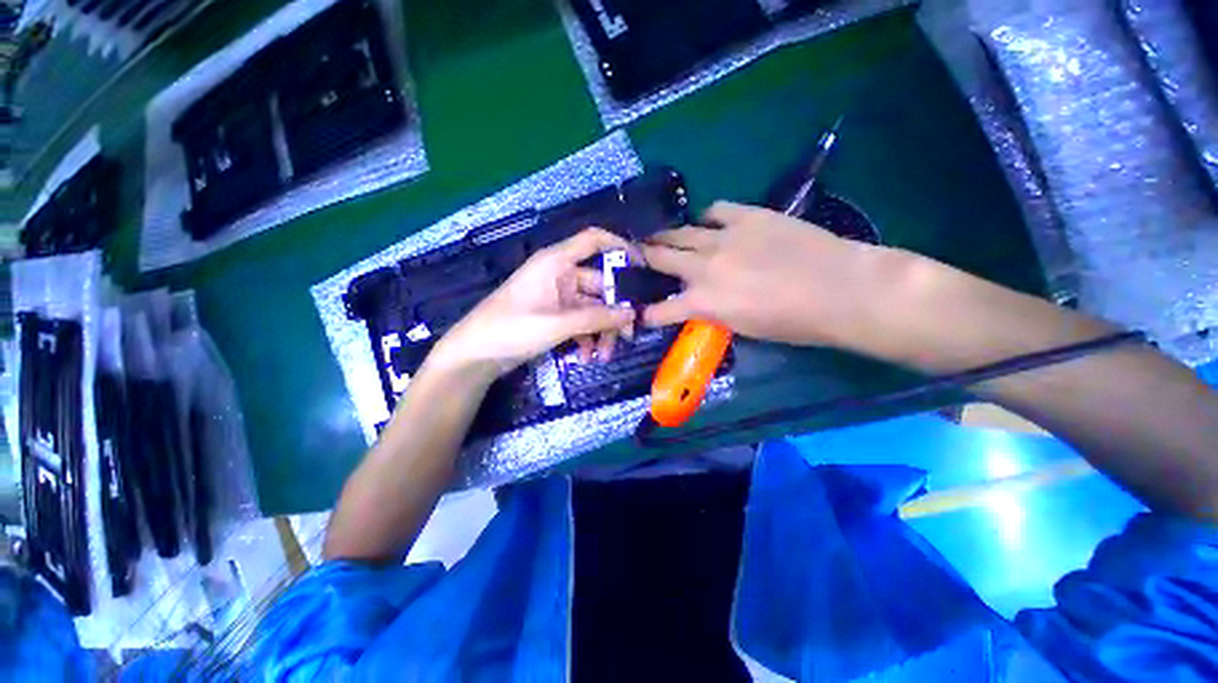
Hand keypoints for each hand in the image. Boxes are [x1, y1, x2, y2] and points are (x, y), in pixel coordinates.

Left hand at [427, 228, 637, 377]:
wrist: (475, 355)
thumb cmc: (511, 329)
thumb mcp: (558, 324)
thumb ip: (597, 318)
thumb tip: (632, 314)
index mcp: (556, 262)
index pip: (593, 240)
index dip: (620, 247)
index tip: (642, 266)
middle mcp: (559, 275)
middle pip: (599, 285)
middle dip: (613, 312)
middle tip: (627, 336)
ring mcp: (557, 297)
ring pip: (591, 308)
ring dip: (600, 331)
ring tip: (603, 355)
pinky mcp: (554, 316)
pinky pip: (579, 322)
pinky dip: (585, 337)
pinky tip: (585, 357)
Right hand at [640, 201, 903, 349]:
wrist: (840, 290)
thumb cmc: (793, 323)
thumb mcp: (743, 329)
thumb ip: (713, 313)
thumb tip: (700, 303)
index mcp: (703, 303)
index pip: (660, 311)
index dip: (646, 314)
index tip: (639, 313)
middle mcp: (703, 267)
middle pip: (660, 257)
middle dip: (642, 259)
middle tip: (635, 257)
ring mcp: (724, 237)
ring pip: (680, 232)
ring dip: (666, 236)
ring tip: (661, 237)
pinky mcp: (747, 216)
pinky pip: (715, 210)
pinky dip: (706, 218)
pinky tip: (709, 223)